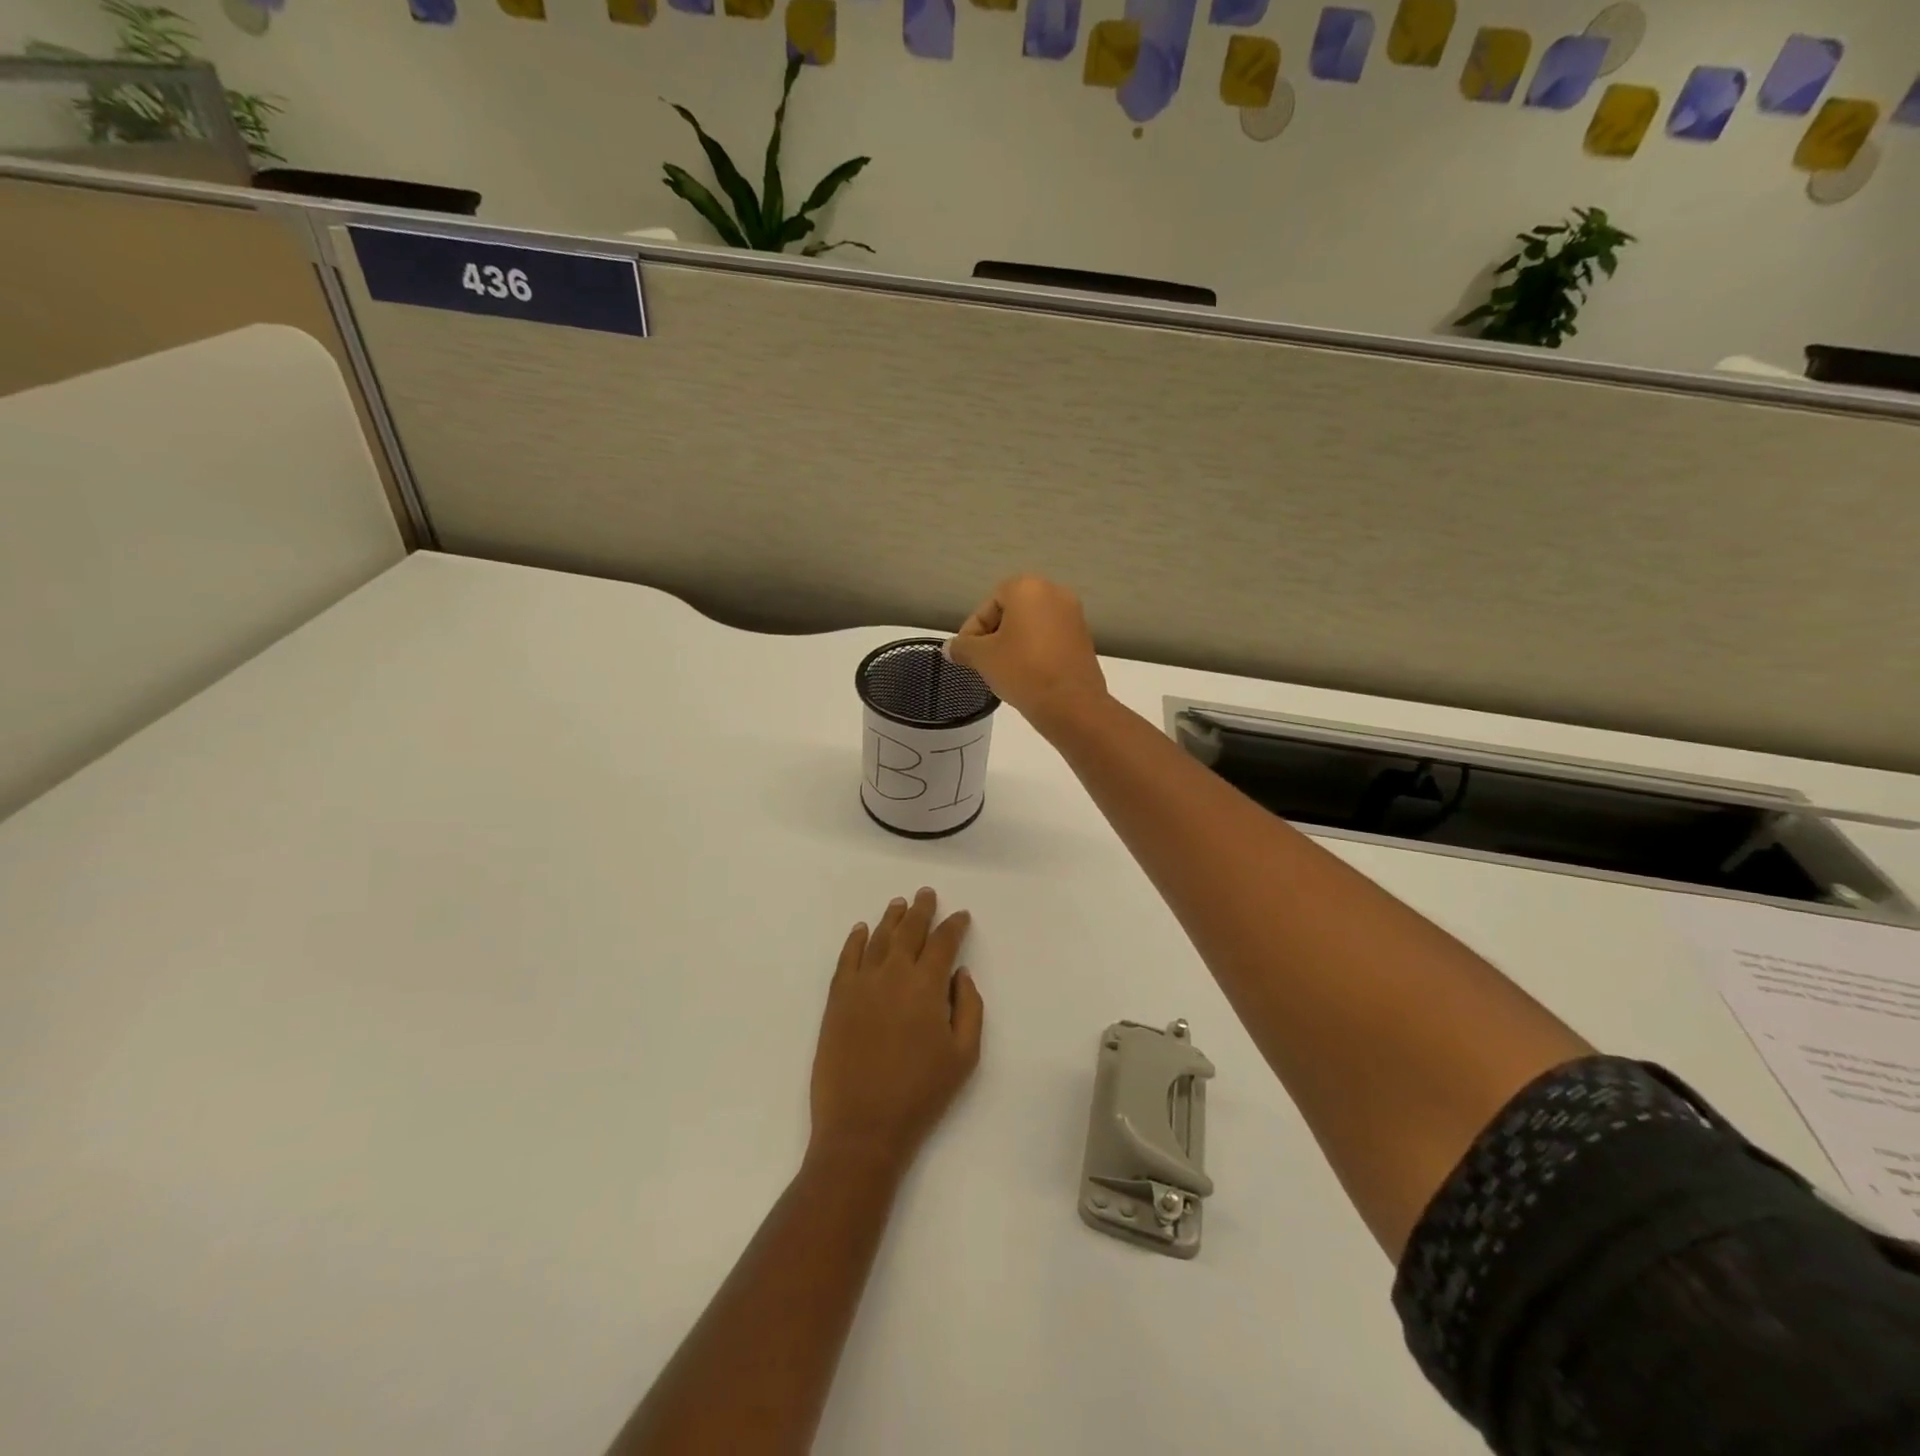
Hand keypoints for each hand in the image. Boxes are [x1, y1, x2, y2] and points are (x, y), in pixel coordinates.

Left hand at [809, 888, 983, 1172]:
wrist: (862, 1126)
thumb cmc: (921, 1094)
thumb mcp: (964, 1055)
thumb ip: (970, 1007)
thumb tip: (961, 974)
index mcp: (927, 985)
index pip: (943, 942)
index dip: (954, 925)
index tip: (961, 916)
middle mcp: (893, 973)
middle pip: (909, 931)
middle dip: (921, 910)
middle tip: (926, 893)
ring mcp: (861, 984)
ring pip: (878, 938)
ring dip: (891, 918)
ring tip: (899, 904)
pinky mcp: (837, 999)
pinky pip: (846, 958)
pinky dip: (855, 939)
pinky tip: (860, 929)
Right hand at [945, 575, 1108, 736]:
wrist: (1072, 705)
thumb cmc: (1023, 670)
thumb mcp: (982, 658)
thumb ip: (962, 647)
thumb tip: (950, 647)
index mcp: (1028, 587)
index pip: (988, 605)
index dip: (972, 630)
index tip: (966, 655)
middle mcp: (1055, 592)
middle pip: (1011, 613)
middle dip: (993, 636)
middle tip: (982, 662)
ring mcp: (1074, 616)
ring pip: (1031, 627)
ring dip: (1013, 645)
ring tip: (1002, 672)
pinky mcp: (1084, 638)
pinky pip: (1049, 639)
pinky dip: (1034, 652)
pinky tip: (1026, 675)